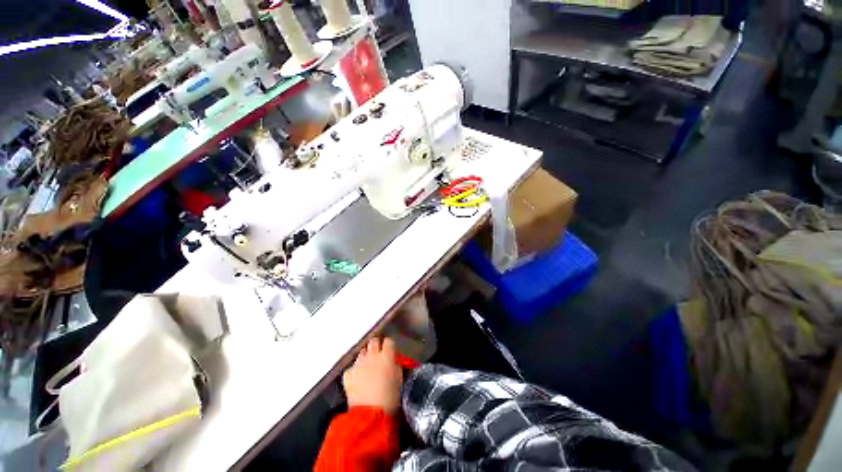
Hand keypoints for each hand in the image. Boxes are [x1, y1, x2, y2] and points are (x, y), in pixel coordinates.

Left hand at [343, 337, 402, 414]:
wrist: (370, 415)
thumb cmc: (390, 399)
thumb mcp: (399, 379)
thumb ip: (395, 366)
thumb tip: (393, 361)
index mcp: (387, 356)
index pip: (388, 341)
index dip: (389, 346)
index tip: (390, 351)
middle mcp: (372, 356)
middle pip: (374, 341)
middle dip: (376, 345)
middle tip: (379, 354)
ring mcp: (359, 364)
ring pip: (362, 352)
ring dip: (366, 356)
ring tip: (368, 367)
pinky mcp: (348, 374)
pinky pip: (352, 367)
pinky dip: (355, 371)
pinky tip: (358, 379)